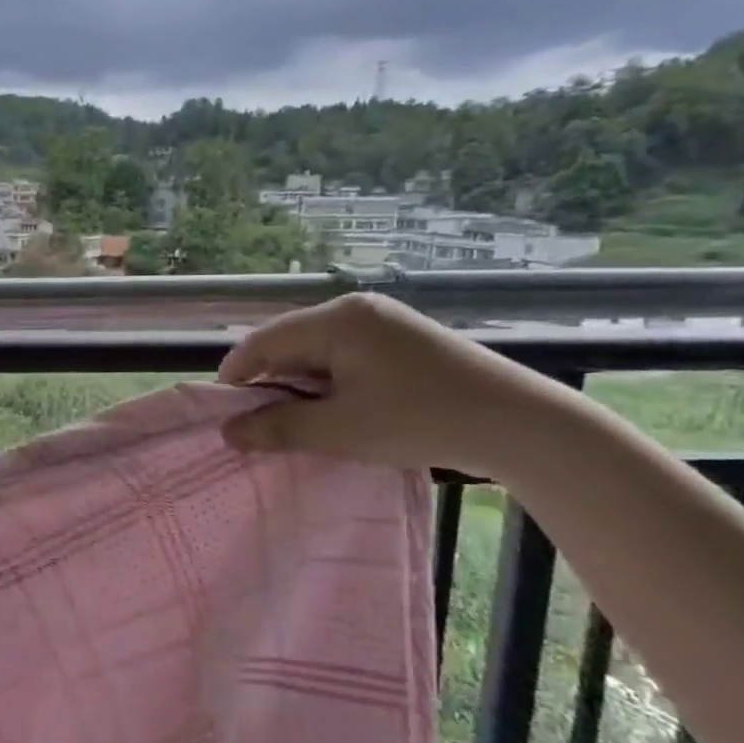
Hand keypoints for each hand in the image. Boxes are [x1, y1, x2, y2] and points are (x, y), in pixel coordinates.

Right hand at [216, 293, 570, 477]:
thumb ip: (278, 428)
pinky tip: (337, 411)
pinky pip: (345, 355)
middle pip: (289, 343)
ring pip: (317, 351)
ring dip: (301, 386)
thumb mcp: (339, 430)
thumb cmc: (419, 421)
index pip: (263, 341)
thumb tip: (228, 433)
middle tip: (261, 426)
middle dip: (270, 384)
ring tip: (300, 424)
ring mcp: (383, 321)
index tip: (223, 415)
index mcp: (337, 319)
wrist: (520, 425)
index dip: (236, 376)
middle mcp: (356, 309)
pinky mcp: (402, 338)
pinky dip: (330, 383)